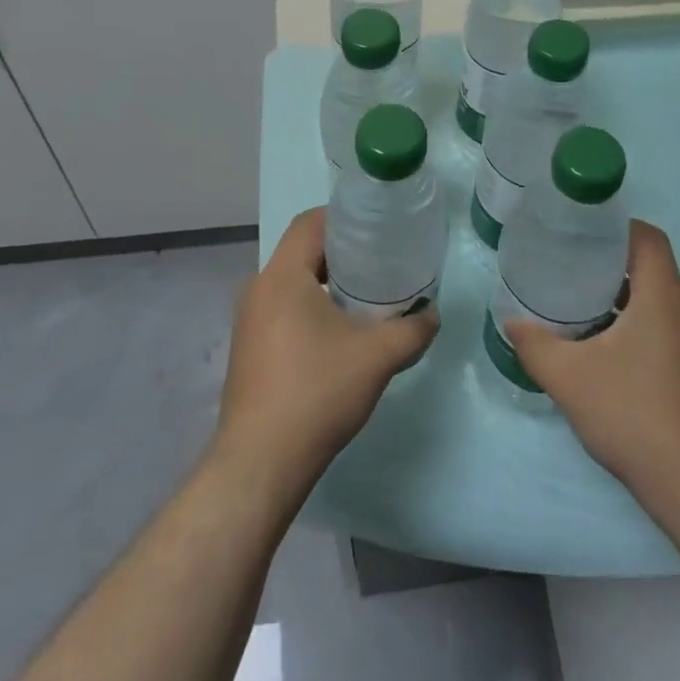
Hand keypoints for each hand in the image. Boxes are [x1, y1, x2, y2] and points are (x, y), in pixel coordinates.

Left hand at [213, 208, 438, 497]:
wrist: (260, 464)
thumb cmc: (316, 394)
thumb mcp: (377, 357)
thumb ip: (412, 329)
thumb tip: (431, 313)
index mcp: (283, 276)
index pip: (310, 222)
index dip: (343, 216)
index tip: (377, 227)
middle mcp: (259, 288)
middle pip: (301, 250)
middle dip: (340, 250)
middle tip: (380, 260)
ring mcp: (248, 320)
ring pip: (292, 281)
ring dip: (326, 280)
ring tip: (364, 295)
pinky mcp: (248, 347)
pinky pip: (282, 307)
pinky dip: (309, 305)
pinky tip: (337, 332)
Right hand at [506, 220, 679, 518]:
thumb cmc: (637, 418)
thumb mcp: (571, 379)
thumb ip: (535, 346)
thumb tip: (511, 323)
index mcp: (665, 297)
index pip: (647, 237)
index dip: (613, 227)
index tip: (577, 234)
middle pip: (650, 266)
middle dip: (608, 262)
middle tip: (566, 267)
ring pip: (658, 299)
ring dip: (621, 296)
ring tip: (578, 305)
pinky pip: (666, 326)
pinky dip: (636, 323)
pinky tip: (605, 350)